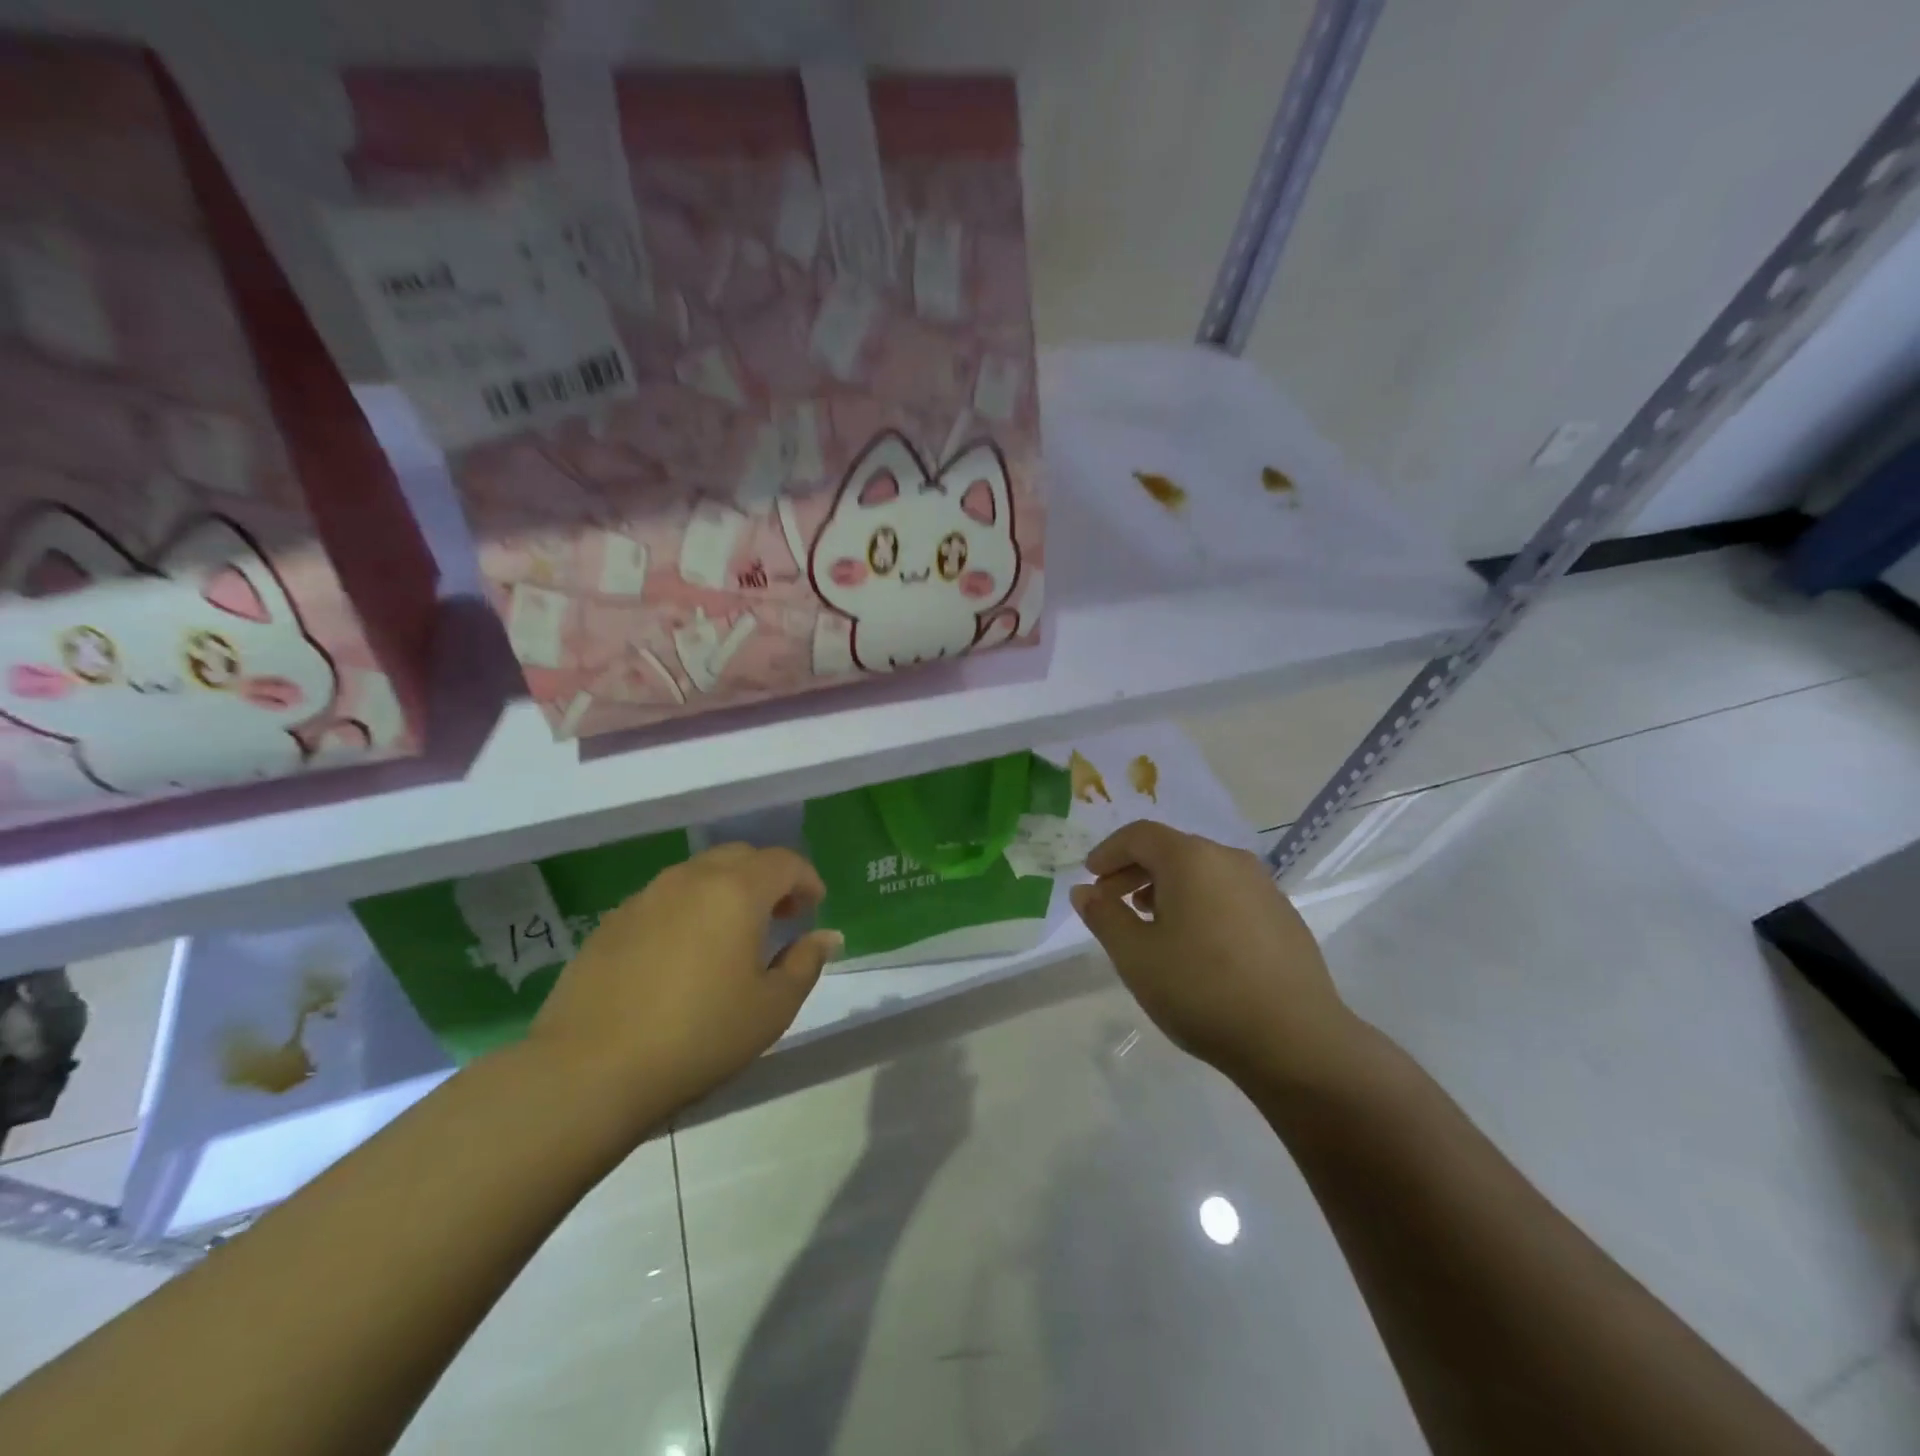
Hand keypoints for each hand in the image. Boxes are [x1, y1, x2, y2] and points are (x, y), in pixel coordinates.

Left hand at [530, 844, 840, 1118]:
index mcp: (736, 891)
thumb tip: (826, 936)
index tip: (814, 907)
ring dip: (726, 891)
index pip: (783, 861)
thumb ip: (805, 963)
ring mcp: (645, 897)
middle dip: (767, 878)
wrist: (589, 1071)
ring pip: (698, 874)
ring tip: (731, 936)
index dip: (806, 879)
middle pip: (740, 857)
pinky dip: (687, 910)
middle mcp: (690, 879)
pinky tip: (683, 955)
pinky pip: (663, 899)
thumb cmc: (698, 1037)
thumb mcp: (771, 1008)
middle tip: (779, 917)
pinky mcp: (611, 922)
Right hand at [1070, 822, 1364, 1087]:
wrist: (1296, 1040)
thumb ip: (1104, 916)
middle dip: (1134, 871)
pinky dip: (1200, 902)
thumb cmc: (1202, 990)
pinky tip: (1195, 943)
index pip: (1139, 835)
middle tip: (1111, 903)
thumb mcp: (1136, 956)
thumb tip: (1084, 891)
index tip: (1090, 877)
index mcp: (1191, 859)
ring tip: (1150, 924)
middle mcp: (1230, 859)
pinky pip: (1228, 893)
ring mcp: (1263, 886)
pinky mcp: (1283, 915)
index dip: (1108, 852)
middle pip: (1171, 850)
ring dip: (1167, 887)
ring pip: (1202, 871)